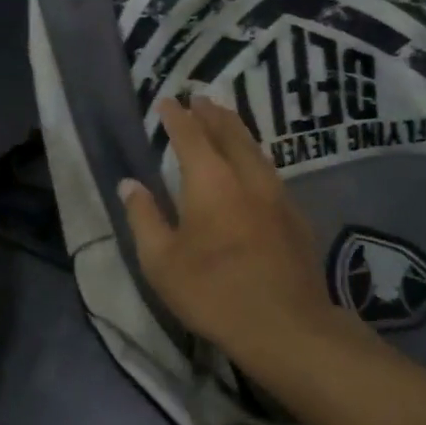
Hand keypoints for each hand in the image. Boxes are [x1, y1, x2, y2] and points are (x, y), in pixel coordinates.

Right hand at [119, 97, 352, 361]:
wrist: (286, 325)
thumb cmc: (213, 292)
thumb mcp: (161, 261)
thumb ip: (144, 217)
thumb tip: (129, 184)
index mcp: (210, 181)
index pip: (190, 135)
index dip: (176, 117)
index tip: (166, 102)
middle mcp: (247, 177)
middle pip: (230, 133)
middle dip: (212, 114)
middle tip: (201, 99)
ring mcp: (277, 195)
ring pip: (256, 150)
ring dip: (238, 131)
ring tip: (227, 120)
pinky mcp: (295, 217)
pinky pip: (270, 172)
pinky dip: (255, 157)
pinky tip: (254, 169)